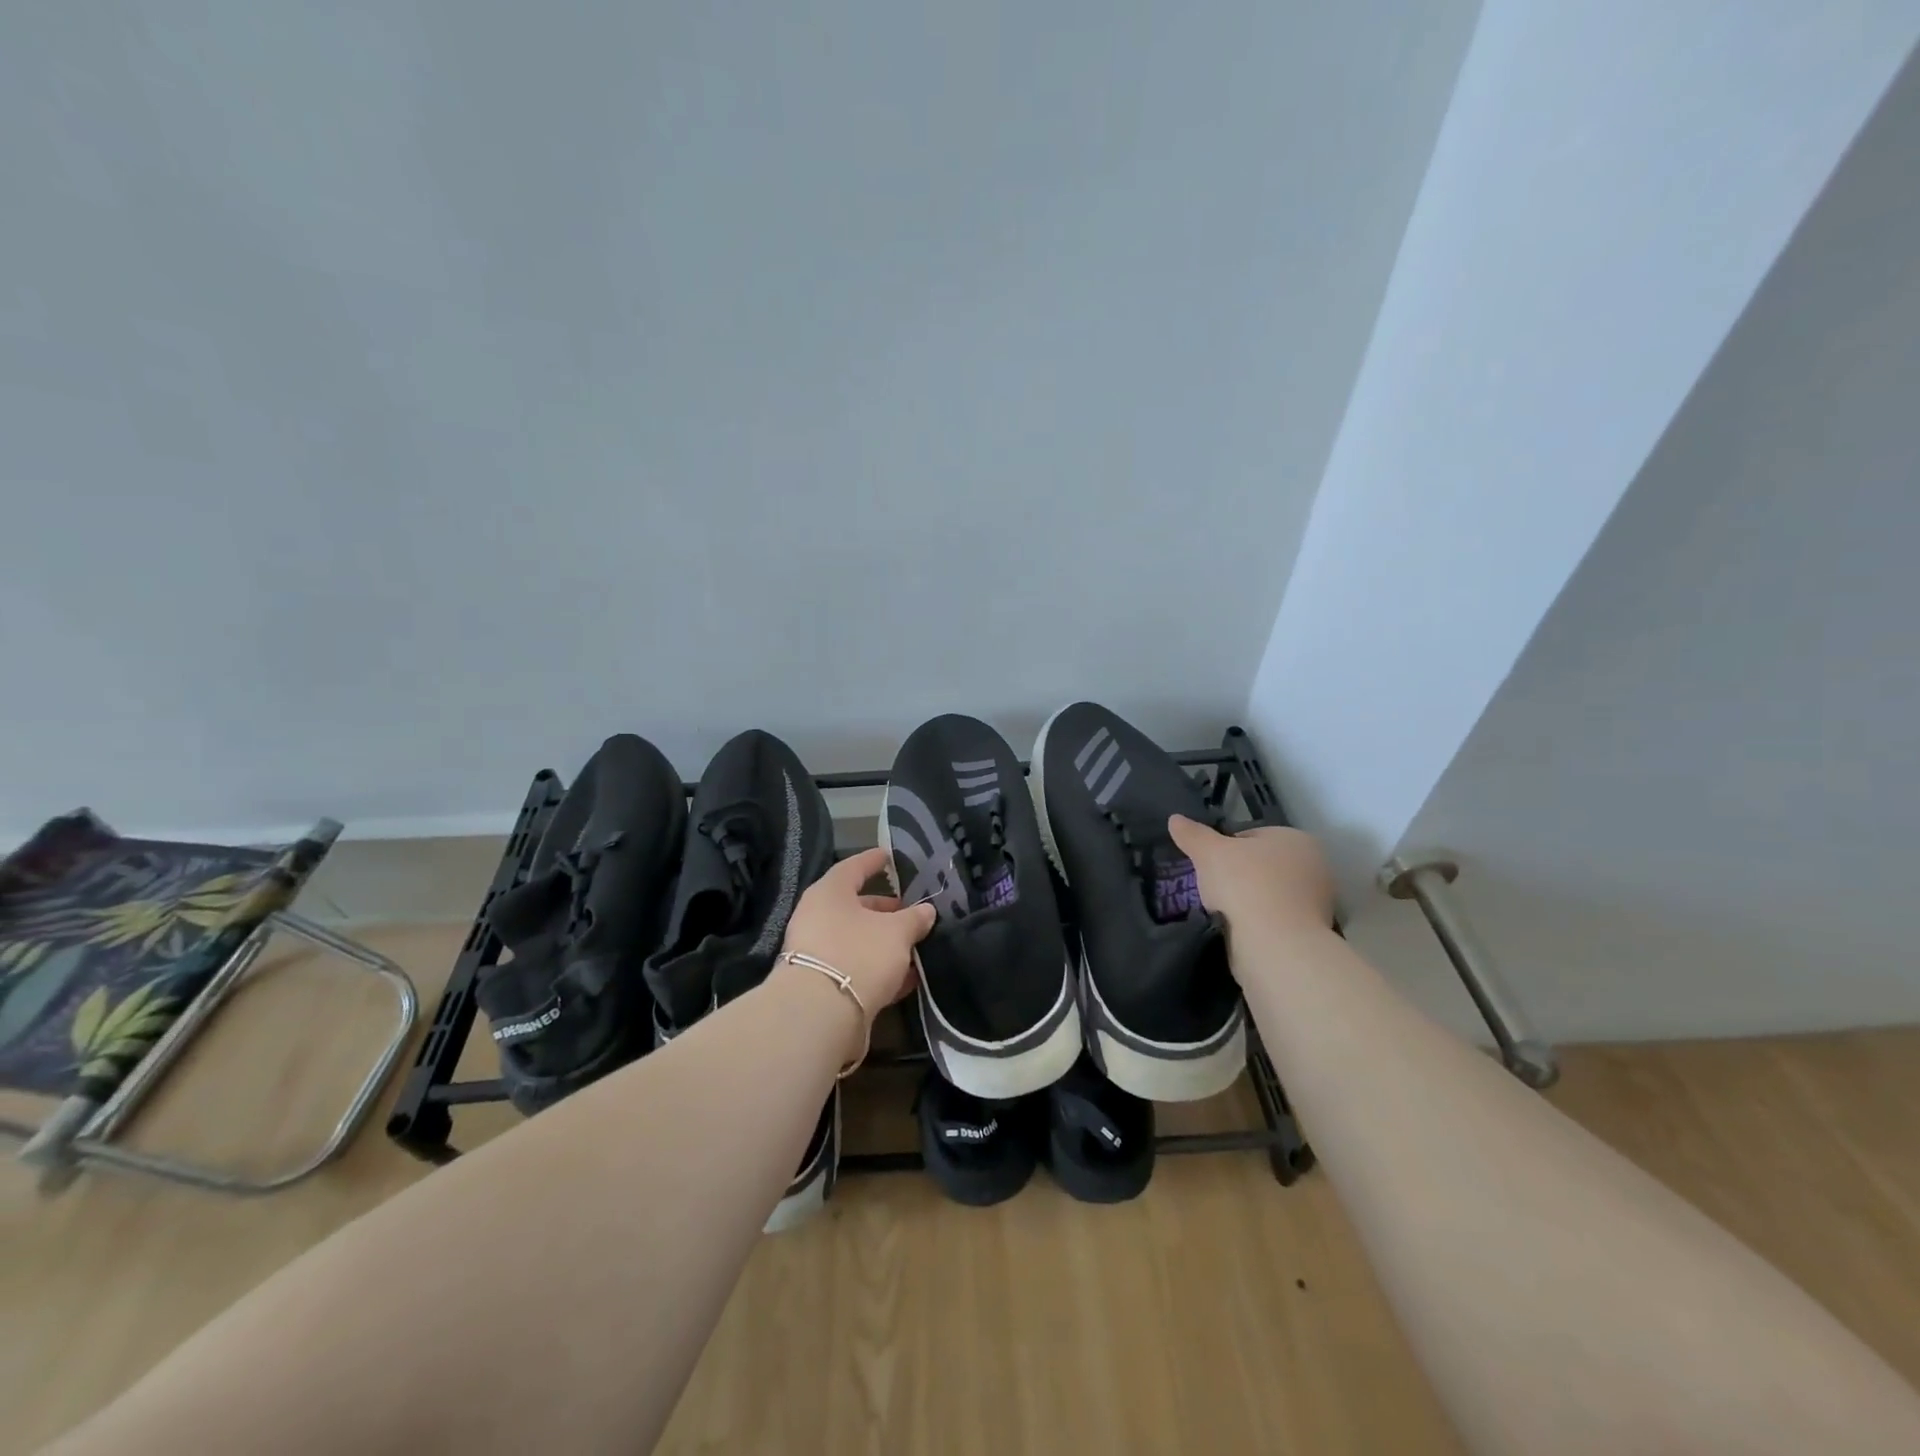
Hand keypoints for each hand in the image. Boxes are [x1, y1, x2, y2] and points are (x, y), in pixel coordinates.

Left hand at [779, 846, 936, 1023]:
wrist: (820, 1015)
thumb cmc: (859, 954)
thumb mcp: (897, 932)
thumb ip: (914, 919)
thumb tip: (926, 911)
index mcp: (830, 893)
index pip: (854, 867)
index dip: (874, 861)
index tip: (889, 857)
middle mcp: (817, 917)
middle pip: (855, 906)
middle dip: (885, 910)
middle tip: (911, 912)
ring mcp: (817, 953)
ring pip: (856, 939)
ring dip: (884, 942)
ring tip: (915, 946)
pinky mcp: (822, 985)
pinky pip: (855, 967)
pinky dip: (878, 969)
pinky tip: (906, 978)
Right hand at [1167, 816, 1335, 937]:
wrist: (1276, 945)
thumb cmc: (1245, 885)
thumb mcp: (1208, 852)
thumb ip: (1192, 834)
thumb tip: (1175, 819)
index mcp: (1297, 839)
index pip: (1252, 836)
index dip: (1225, 848)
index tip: (1209, 865)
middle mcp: (1315, 867)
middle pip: (1262, 866)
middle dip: (1238, 877)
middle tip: (1214, 889)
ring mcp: (1318, 903)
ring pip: (1268, 895)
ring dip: (1247, 902)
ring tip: (1224, 913)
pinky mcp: (1312, 935)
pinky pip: (1274, 922)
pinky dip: (1257, 925)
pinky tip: (1239, 932)